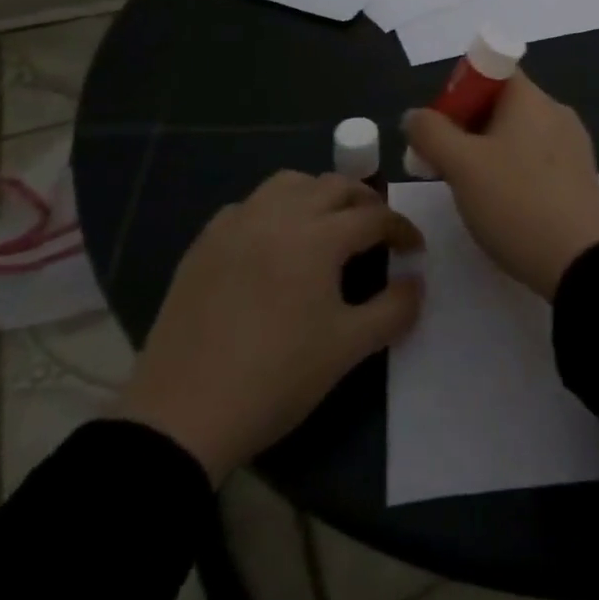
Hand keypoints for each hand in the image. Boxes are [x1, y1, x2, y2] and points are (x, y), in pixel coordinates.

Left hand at [117, 170, 423, 482]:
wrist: (181, 415)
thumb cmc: (275, 378)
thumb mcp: (347, 349)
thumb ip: (393, 310)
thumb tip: (416, 283)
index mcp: (318, 236)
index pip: (374, 216)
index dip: (401, 229)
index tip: (414, 248)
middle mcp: (279, 215)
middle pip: (334, 186)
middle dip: (364, 201)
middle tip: (376, 229)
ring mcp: (236, 224)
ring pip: (288, 184)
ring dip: (317, 194)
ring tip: (326, 224)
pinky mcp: (204, 243)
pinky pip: (248, 206)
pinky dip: (272, 210)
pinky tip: (272, 242)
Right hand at [403, 70, 598, 298]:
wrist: (580, 262)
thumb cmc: (516, 202)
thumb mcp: (461, 166)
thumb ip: (431, 133)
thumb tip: (415, 114)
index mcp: (531, 98)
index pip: (492, 70)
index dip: (460, 90)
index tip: (441, 126)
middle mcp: (556, 112)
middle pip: (503, 104)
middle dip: (468, 127)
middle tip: (444, 163)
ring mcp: (573, 145)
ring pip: (519, 135)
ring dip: (489, 152)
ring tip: (471, 190)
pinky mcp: (580, 177)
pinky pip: (537, 160)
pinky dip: (514, 171)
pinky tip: (503, 205)